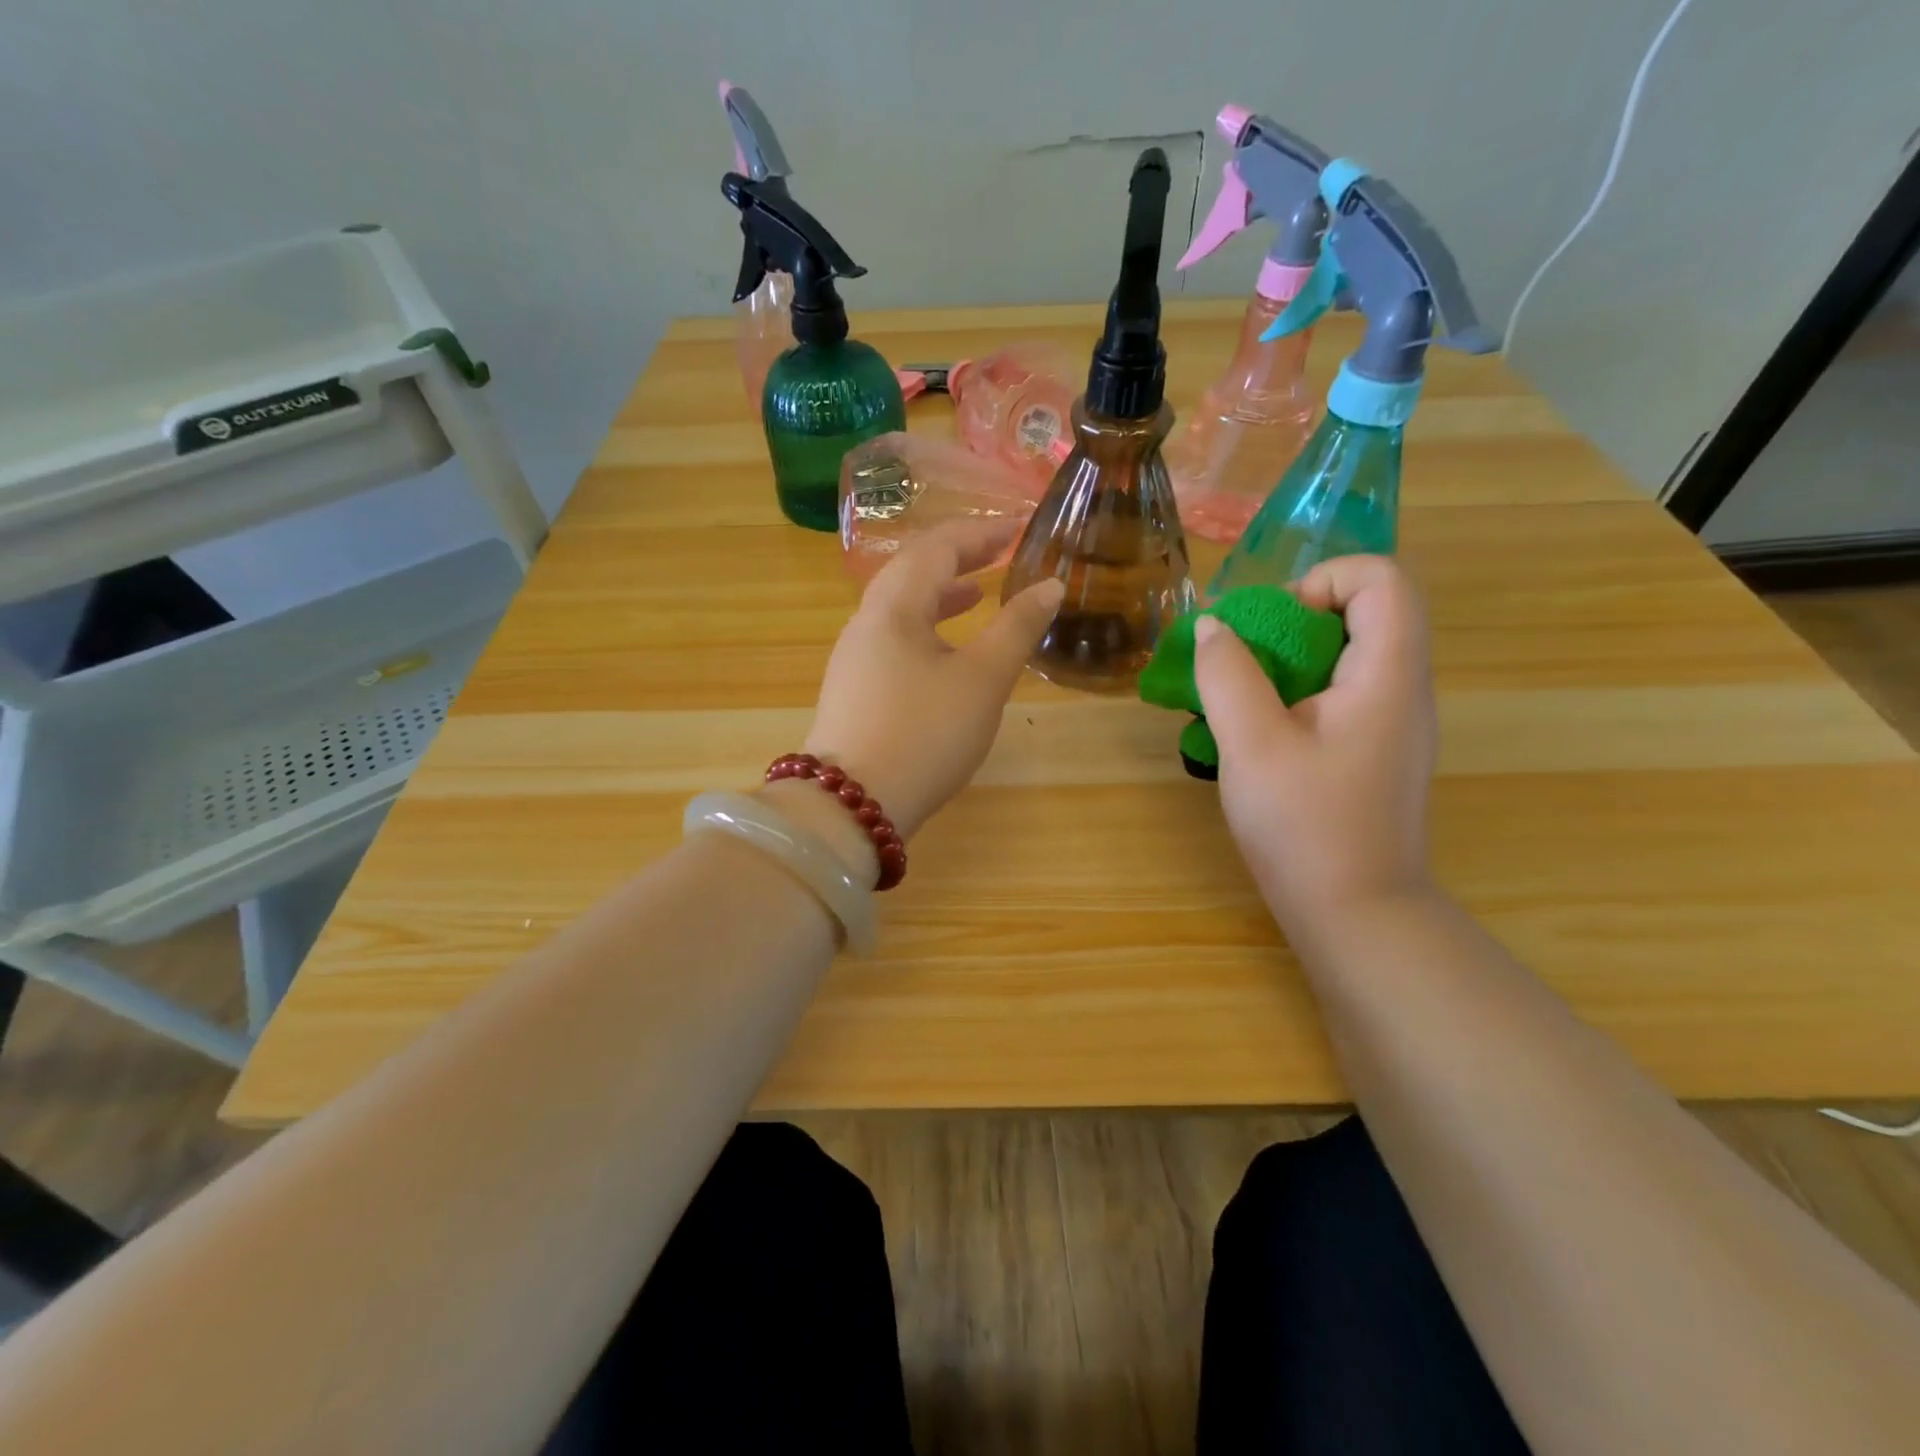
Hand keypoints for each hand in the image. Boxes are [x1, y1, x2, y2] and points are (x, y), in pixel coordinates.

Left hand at [802, 519, 1064, 841]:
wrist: (852, 806)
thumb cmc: (924, 734)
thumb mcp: (982, 680)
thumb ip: (1017, 628)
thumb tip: (1051, 585)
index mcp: (894, 607)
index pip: (937, 547)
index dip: (981, 533)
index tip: (1019, 527)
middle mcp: (866, 622)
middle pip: (912, 571)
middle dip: (958, 558)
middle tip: (1000, 555)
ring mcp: (854, 658)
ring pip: (901, 608)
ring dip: (941, 594)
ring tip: (978, 595)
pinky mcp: (854, 690)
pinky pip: (894, 639)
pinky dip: (927, 629)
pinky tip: (947, 654)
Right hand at [1194, 555, 1437, 932]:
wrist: (1356, 915)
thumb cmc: (1305, 827)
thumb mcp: (1251, 746)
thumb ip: (1228, 675)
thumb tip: (1213, 627)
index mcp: (1388, 675)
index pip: (1381, 578)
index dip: (1322, 581)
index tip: (1271, 628)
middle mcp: (1403, 688)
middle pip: (1365, 610)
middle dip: (1295, 618)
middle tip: (1246, 660)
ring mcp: (1393, 721)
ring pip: (1350, 651)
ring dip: (1290, 657)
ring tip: (1244, 696)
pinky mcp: (1375, 748)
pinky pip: (1342, 690)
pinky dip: (1298, 690)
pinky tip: (1262, 732)